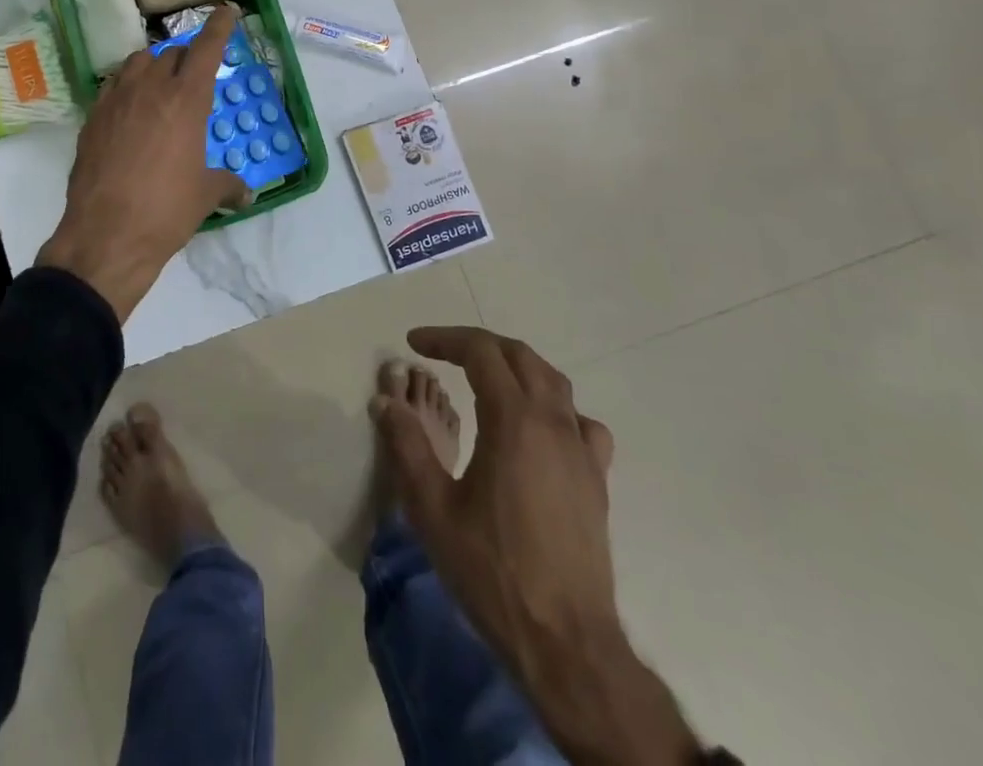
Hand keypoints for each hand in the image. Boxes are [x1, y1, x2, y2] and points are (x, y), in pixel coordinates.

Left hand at [38, 4, 250, 320]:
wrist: (107, 234)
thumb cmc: (167, 210)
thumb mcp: (206, 196)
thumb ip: (228, 185)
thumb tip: (246, 193)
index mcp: (187, 99)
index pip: (207, 48)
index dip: (219, 25)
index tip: (227, 9)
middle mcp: (151, 89)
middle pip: (171, 53)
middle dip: (187, 57)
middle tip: (194, 76)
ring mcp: (116, 100)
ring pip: (137, 63)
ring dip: (153, 66)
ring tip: (160, 86)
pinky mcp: (91, 118)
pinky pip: (112, 86)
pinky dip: (125, 87)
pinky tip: (129, 110)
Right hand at [373, 326, 698, 765]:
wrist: (566, 643)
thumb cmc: (492, 571)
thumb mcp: (432, 509)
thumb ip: (407, 446)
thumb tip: (385, 400)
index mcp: (514, 420)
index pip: (480, 352)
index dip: (444, 339)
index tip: (414, 343)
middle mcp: (553, 423)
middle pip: (518, 356)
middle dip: (477, 345)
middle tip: (442, 353)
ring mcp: (582, 451)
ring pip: (553, 382)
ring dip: (515, 366)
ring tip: (485, 377)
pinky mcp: (597, 480)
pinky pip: (581, 422)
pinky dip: (554, 408)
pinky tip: (539, 428)